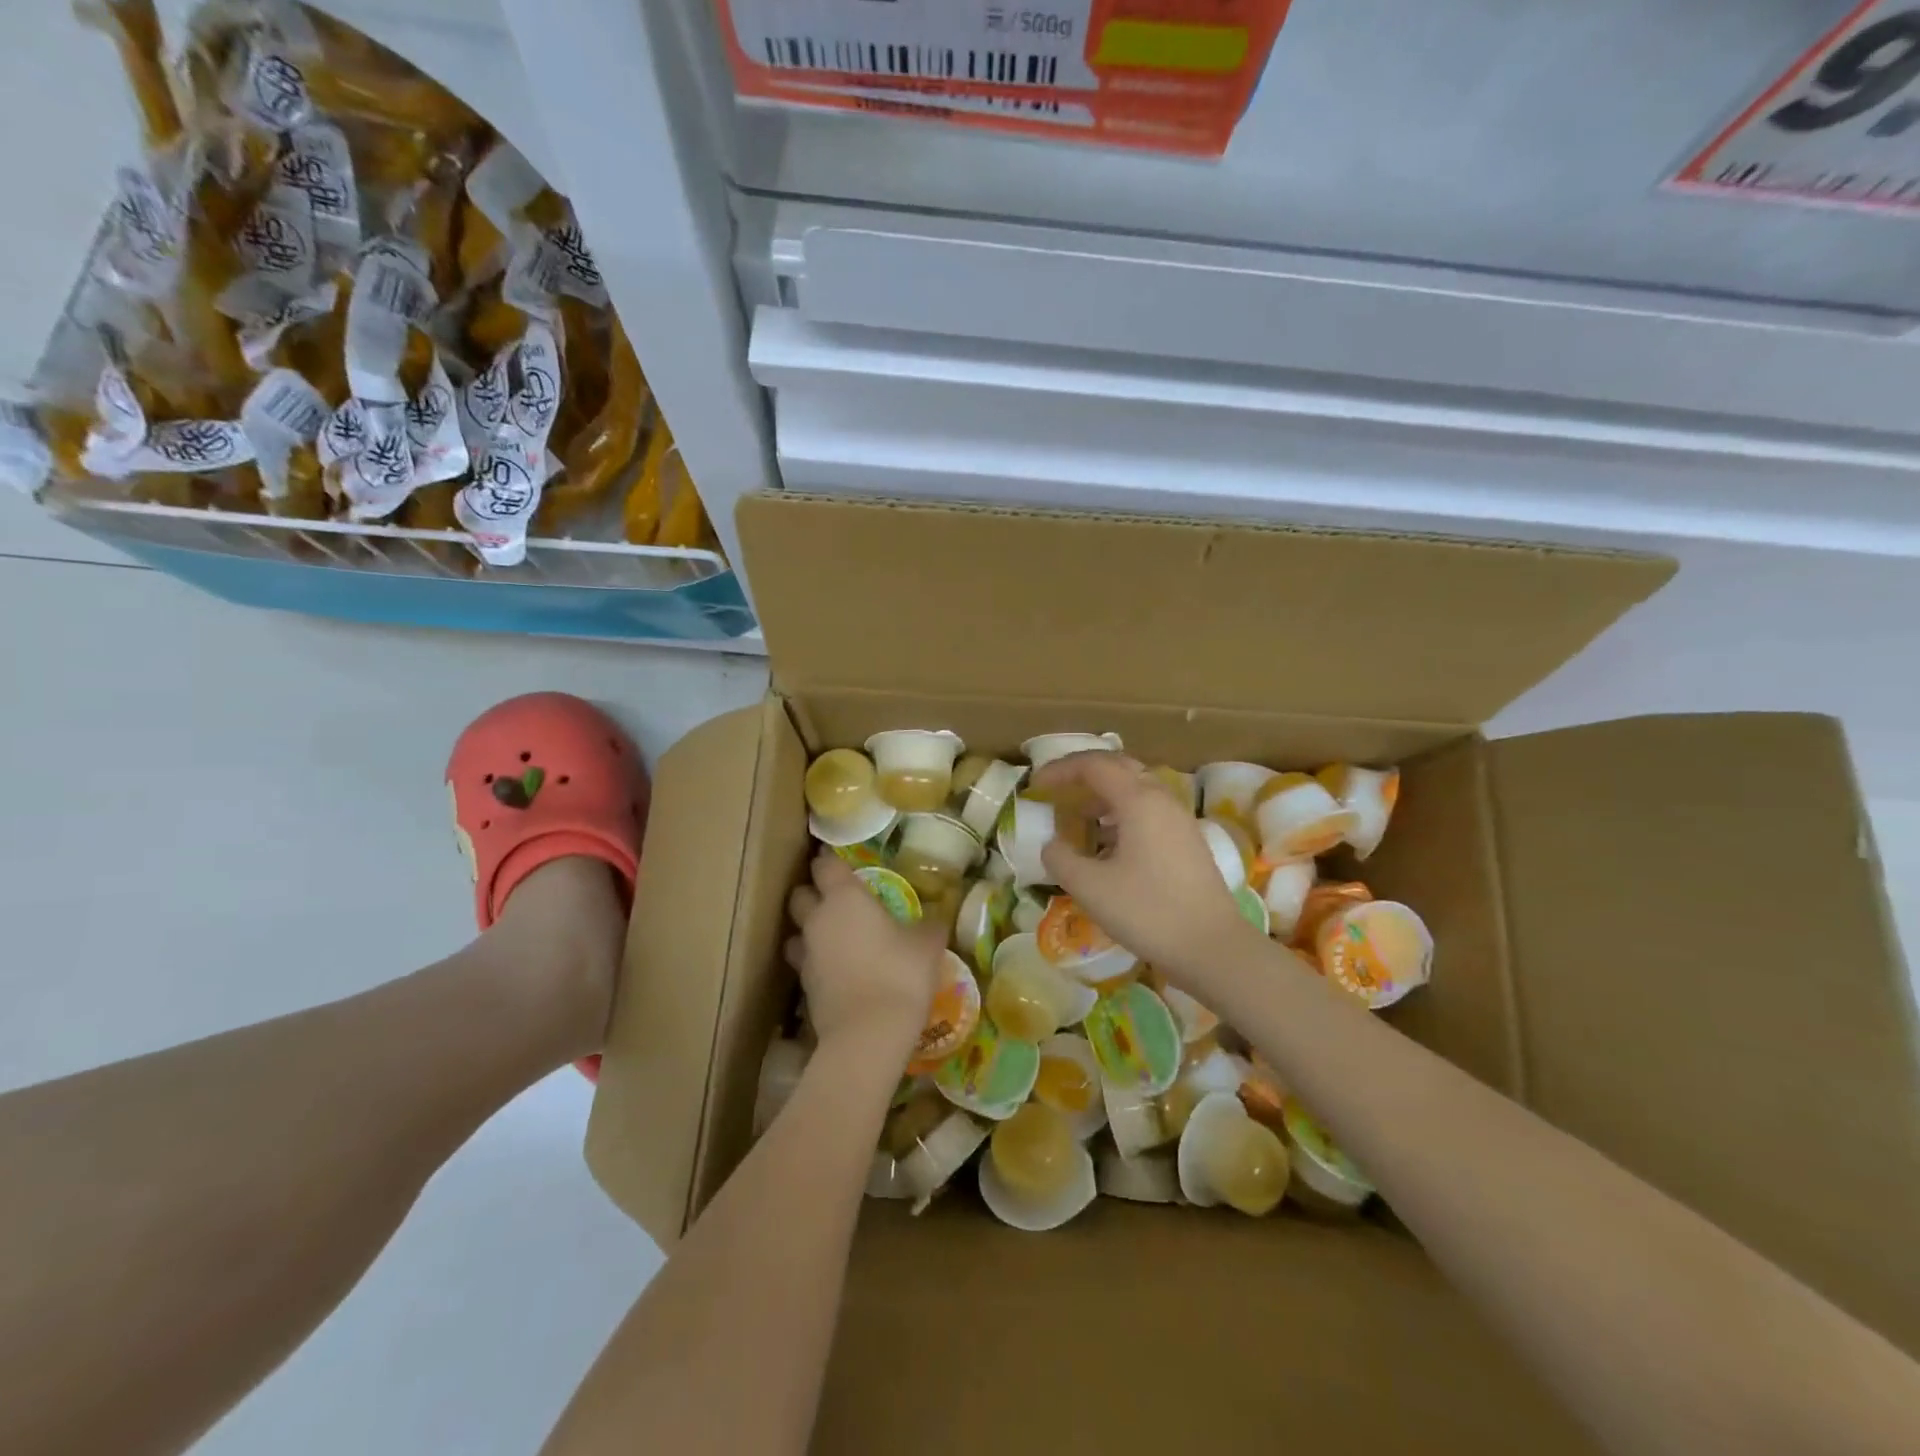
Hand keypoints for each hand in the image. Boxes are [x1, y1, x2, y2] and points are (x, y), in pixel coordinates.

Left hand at [785, 850, 945, 1061]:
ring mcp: (807, 954)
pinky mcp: (804, 986)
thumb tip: (936, 918)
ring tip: (833, 937)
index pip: (825, 865)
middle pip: (800, 895)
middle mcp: (818, 919)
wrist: (869, 1034)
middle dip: (813, 893)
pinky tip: (837, 970)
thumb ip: (928, 925)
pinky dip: (816, 962)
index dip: (831, 861)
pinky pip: (805, 963)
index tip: (841, 862)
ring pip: (797, 931)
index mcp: (845, 898)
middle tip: (837, 900)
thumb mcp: (927, 945)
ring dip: (809, 930)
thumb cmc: (900, 974)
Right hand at [1032, 752, 1260, 989]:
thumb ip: (1061, 858)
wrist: (1213, 948)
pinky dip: (1121, 813)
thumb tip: (1052, 845)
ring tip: (1078, 817)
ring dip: (1103, 794)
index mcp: (1138, 800)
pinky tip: (1109, 843)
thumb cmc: (1148, 912)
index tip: (1035, 786)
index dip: (1060, 770)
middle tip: (1056, 789)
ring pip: (1136, 789)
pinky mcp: (1188, 841)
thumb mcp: (1090, 887)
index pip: (1094, 765)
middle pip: (1119, 767)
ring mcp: (1179, 819)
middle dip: (1083, 773)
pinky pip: (1149, 810)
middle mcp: (1162, 799)